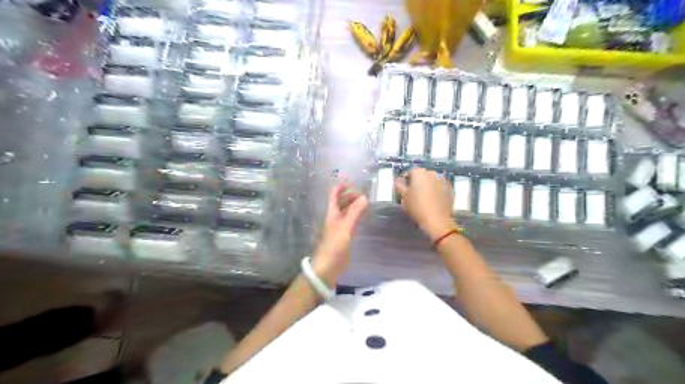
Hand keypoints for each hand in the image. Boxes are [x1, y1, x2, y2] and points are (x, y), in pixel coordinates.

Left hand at [313, 183, 366, 285]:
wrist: (327, 267)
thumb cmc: (334, 246)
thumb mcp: (345, 228)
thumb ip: (354, 213)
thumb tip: (364, 197)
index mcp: (331, 214)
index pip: (333, 196)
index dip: (340, 188)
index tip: (351, 182)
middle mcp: (333, 219)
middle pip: (339, 203)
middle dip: (349, 196)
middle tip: (362, 194)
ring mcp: (338, 228)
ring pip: (345, 213)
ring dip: (352, 206)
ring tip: (364, 203)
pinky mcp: (343, 237)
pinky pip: (349, 222)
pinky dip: (355, 217)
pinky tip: (362, 218)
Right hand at [396, 168, 452, 240]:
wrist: (437, 220)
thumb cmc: (417, 207)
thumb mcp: (403, 197)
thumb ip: (399, 186)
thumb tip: (397, 181)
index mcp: (419, 172)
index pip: (409, 173)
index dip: (404, 182)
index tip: (403, 191)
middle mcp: (432, 172)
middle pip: (421, 176)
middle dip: (417, 183)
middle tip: (413, 194)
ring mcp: (443, 180)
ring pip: (431, 181)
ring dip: (427, 186)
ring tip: (424, 198)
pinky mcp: (450, 188)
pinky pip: (440, 187)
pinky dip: (436, 191)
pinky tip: (433, 201)